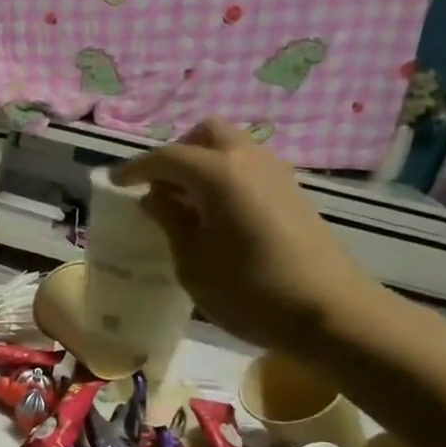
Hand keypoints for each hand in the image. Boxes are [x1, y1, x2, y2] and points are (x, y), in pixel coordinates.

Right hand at [112, 119, 387, 355]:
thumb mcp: (192, 262)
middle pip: (206, 134)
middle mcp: (249, 160)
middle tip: (158, 186)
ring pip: (232, 148)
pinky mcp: (293, 194)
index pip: (167, 157)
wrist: (330, 312)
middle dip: (177, 152)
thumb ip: (171, 222)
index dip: (136, 168)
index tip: (116, 183)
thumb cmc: (249, 290)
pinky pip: (249, 169)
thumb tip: (154, 198)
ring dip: (203, 165)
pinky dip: (225, 179)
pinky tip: (215, 216)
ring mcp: (277, 174)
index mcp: (218, 173)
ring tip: (184, 204)